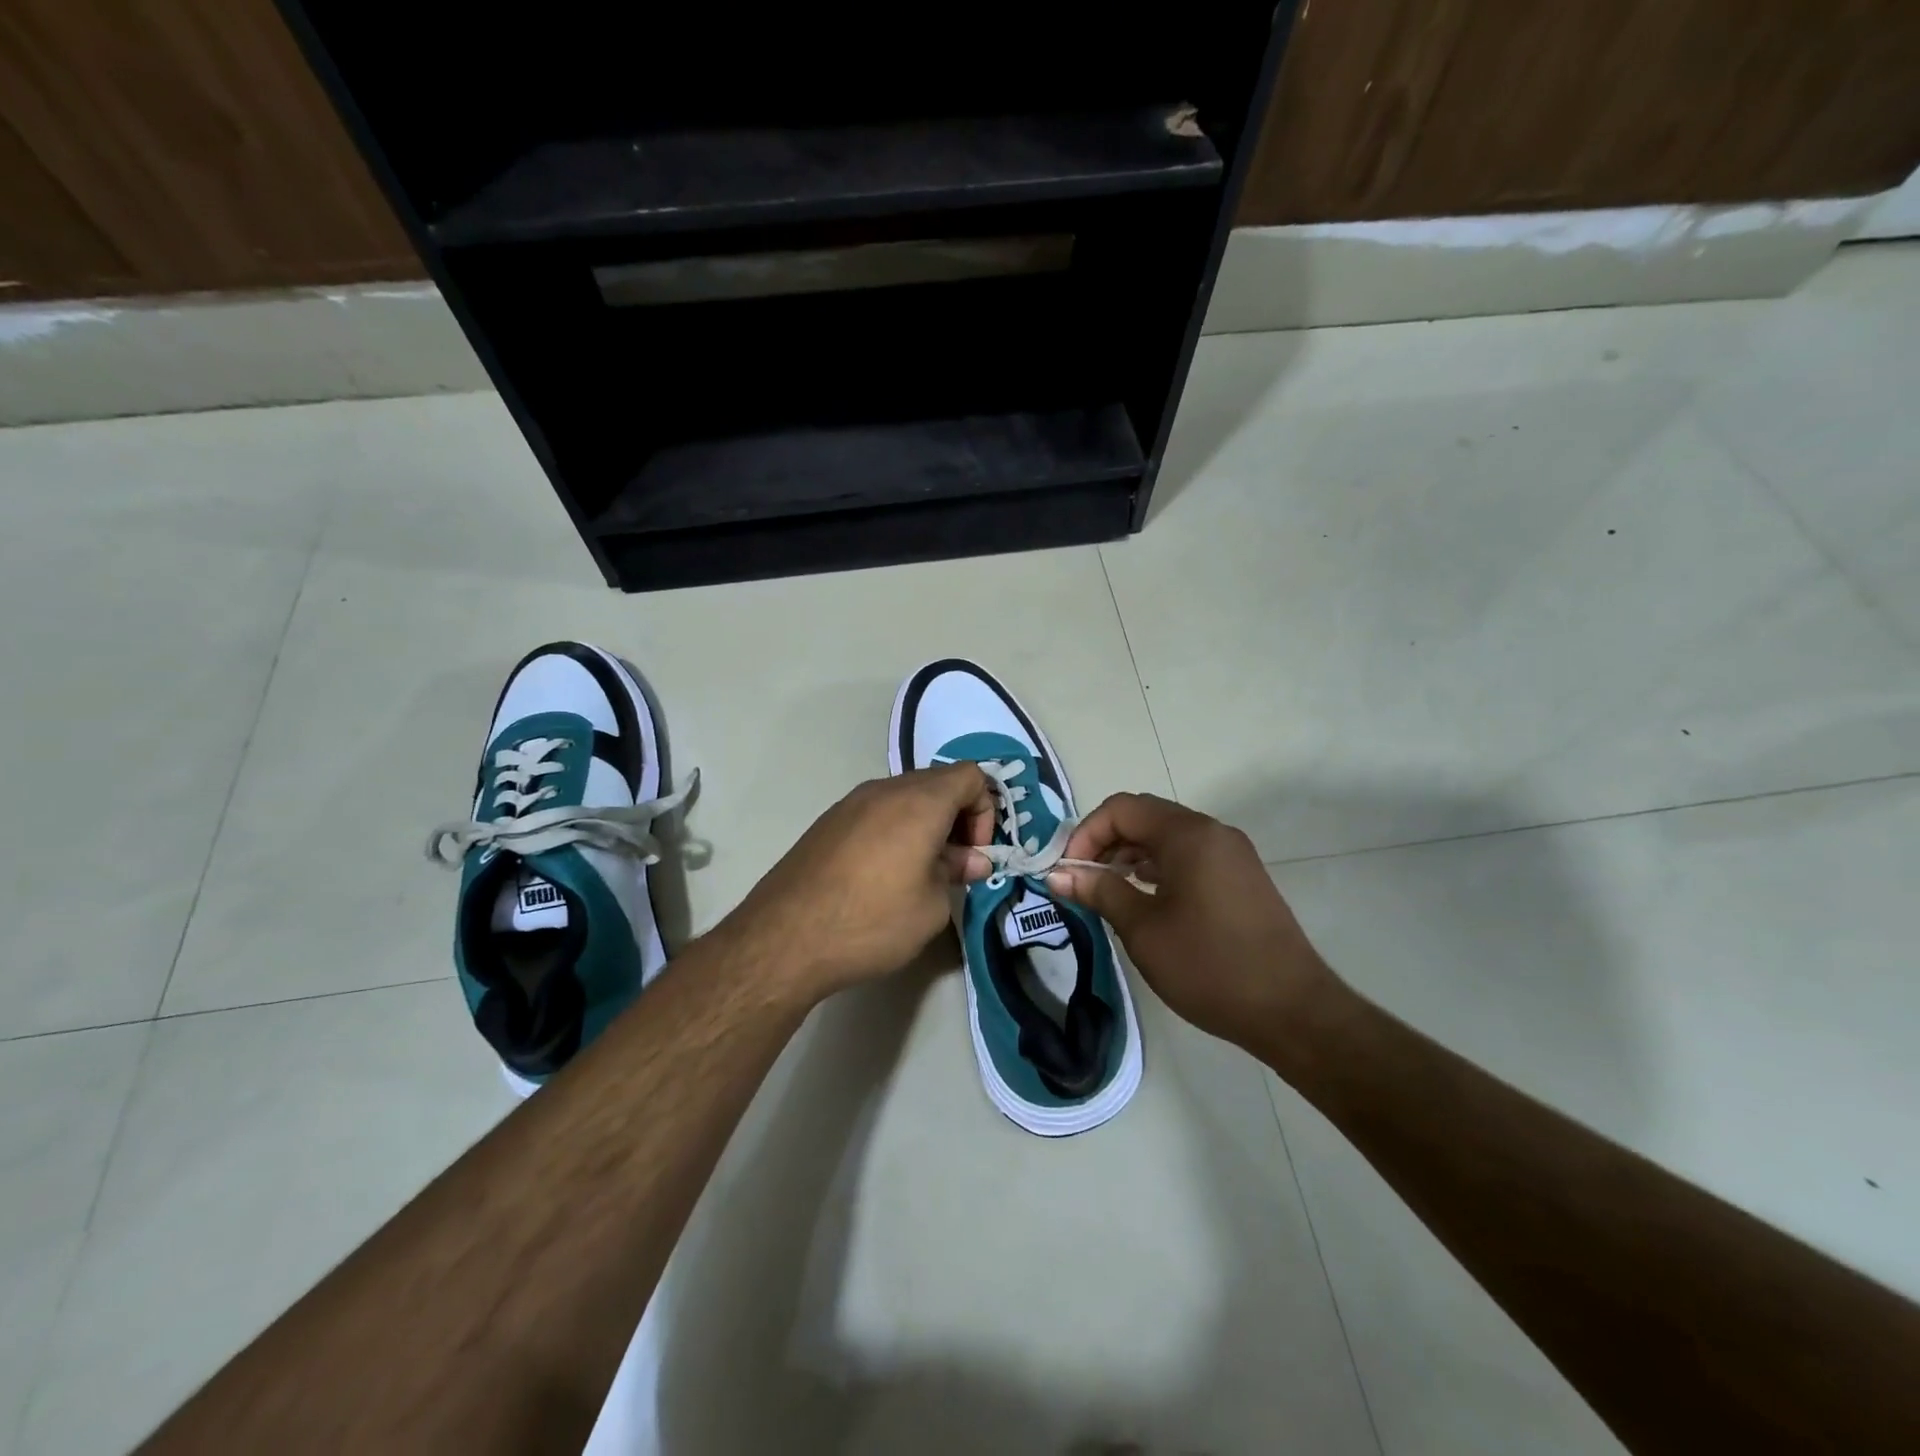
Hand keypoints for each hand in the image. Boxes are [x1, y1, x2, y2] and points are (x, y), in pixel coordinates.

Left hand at [715, 763, 995, 1000]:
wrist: (784, 939)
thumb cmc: (872, 921)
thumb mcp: (931, 906)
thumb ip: (956, 872)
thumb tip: (970, 860)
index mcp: (919, 801)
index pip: (971, 776)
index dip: (985, 811)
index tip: (974, 854)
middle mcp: (885, 790)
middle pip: (938, 782)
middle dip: (958, 817)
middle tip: (954, 864)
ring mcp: (850, 803)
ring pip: (905, 797)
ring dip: (925, 824)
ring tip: (920, 872)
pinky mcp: (827, 822)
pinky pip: (876, 812)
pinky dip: (894, 830)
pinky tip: (884, 874)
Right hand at [1047, 794, 1338, 1055]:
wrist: (1291, 1010)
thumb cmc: (1209, 965)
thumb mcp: (1143, 929)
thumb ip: (1099, 891)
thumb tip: (1057, 873)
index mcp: (1188, 835)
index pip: (1122, 808)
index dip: (1086, 833)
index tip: (1068, 871)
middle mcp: (1212, 832)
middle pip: (1145, 817)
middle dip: (1106, 841)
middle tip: (1082, 879)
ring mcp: (1231, 854)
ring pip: (1167, 837)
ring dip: (1131, 854)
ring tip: (1107, 890)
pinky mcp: (1241, 878)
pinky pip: (1189, 856)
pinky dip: (1158, 867)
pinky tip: (1144, 898)